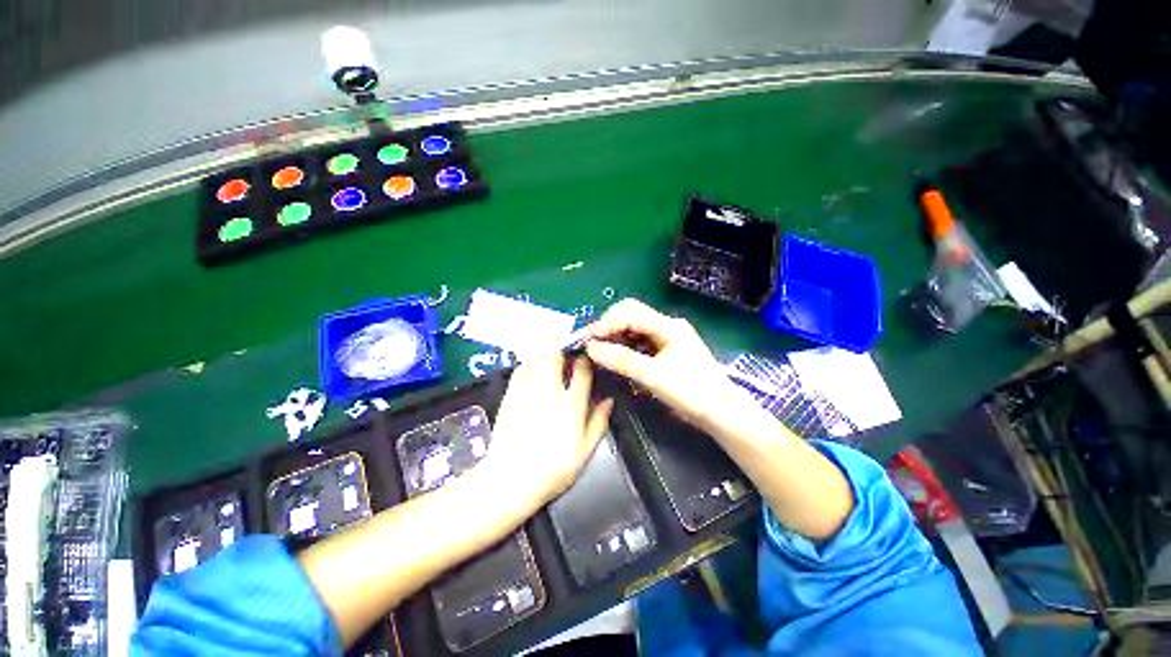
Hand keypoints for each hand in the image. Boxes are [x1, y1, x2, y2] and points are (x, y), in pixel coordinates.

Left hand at [481, 352, 613, 503]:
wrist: (511, 479)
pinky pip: (520, 370)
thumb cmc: (553, 469)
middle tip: (567, 359)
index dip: (586, 360)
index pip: (582, 370)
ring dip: (546, 356)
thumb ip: (598, 422)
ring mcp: (528, 390)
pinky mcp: (510, 395)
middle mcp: (550, 390)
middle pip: (556, 356)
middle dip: (563, 353)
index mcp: (571, 403)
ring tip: (550, 362)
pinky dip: (529, 366)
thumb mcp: (584, 451)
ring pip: (538, 359)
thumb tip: (609, 400)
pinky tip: (532, 372)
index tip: (587, 358)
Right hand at [583, 298, 743, 434]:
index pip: (630, 311)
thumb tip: (591, 347)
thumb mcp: (654, 376)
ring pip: (634, 329)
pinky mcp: (666, 351)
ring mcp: (667, 338)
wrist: (723, 413)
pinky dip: (625, 346)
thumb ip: (622, 360)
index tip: (589, 339)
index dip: (607, 322)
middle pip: (631, 315)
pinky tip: (616, 356)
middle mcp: (667, 326)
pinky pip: (640, 342)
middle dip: (609, 327)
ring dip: (615, 337)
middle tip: (591, 345)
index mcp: (668, 326)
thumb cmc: (693, 393)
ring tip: (599, 351)